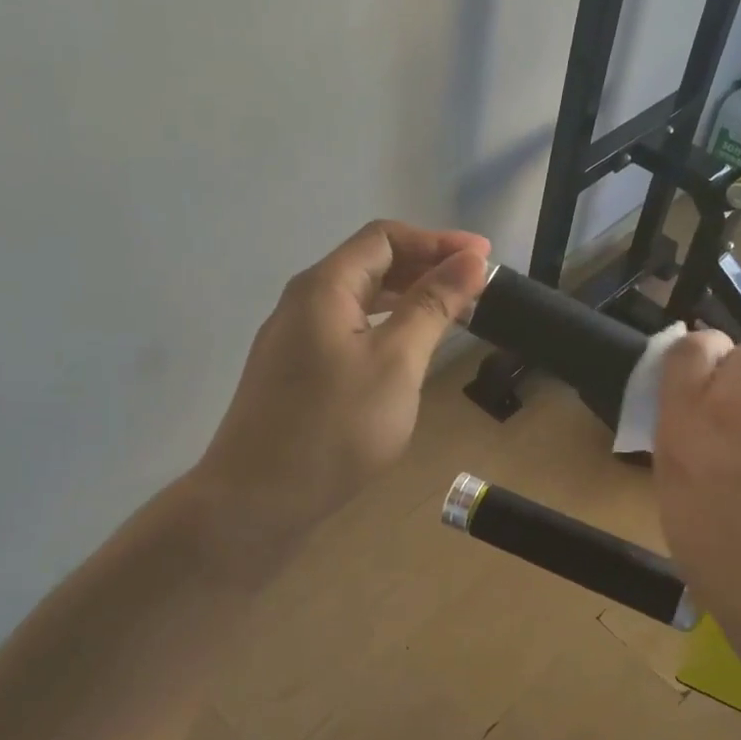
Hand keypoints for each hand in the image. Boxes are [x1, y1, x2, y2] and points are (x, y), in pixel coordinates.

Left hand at [192, 220, 490, 543]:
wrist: (256, 501)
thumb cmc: (334, 429)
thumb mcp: (396, 363)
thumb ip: (432, 306)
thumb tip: (470, 259)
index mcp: (324, 287)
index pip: (385, 238)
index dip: (438, 241)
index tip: (484, 258)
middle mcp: (303, 302)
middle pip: (370, 265)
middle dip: (425, 268)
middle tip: (475, 289)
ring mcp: (292, 339)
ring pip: (358, 301)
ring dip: (406, 299)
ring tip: (451, 316)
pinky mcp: (293, 372)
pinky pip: (345, 331)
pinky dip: (384, 328)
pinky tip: (406, 353)